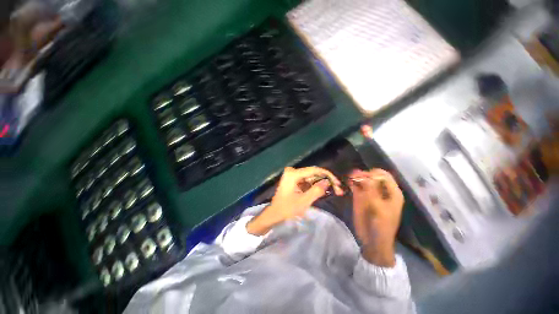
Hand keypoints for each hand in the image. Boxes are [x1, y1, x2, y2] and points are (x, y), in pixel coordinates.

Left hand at [247, 167, 342, 235]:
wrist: (274, 214)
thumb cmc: (286, 209)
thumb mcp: (304, 201)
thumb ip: (317, 190)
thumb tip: (327, 181)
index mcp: (293, 174)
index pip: (314, 170)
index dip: (328, 175)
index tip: (337, 183)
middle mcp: (292, 171)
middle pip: (313, 173)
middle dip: (325, 180)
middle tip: (337, 189)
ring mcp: (292, 175)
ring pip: (311, 177)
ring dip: (321, 183)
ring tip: (333, 190)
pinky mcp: (293, 180)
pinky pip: (307, 180)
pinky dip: (315, 185)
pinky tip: (323, 190)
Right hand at [349, 169, 403, 266]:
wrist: (372, 240)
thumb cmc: (381, 226)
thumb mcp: (378, 208)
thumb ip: (372, 192)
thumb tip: (364, 177)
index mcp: (392, 193)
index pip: (384, 176)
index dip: (374, 174)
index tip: (364, 177)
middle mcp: (381, 190)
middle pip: (373, 176)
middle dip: (364, 174)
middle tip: (354, 176)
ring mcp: (370, 193)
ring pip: (363, 180)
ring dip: (357, 177)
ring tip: (350, 177)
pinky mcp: (360, 197)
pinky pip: (356, 186)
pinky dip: (352, 183)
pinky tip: (348, 182)